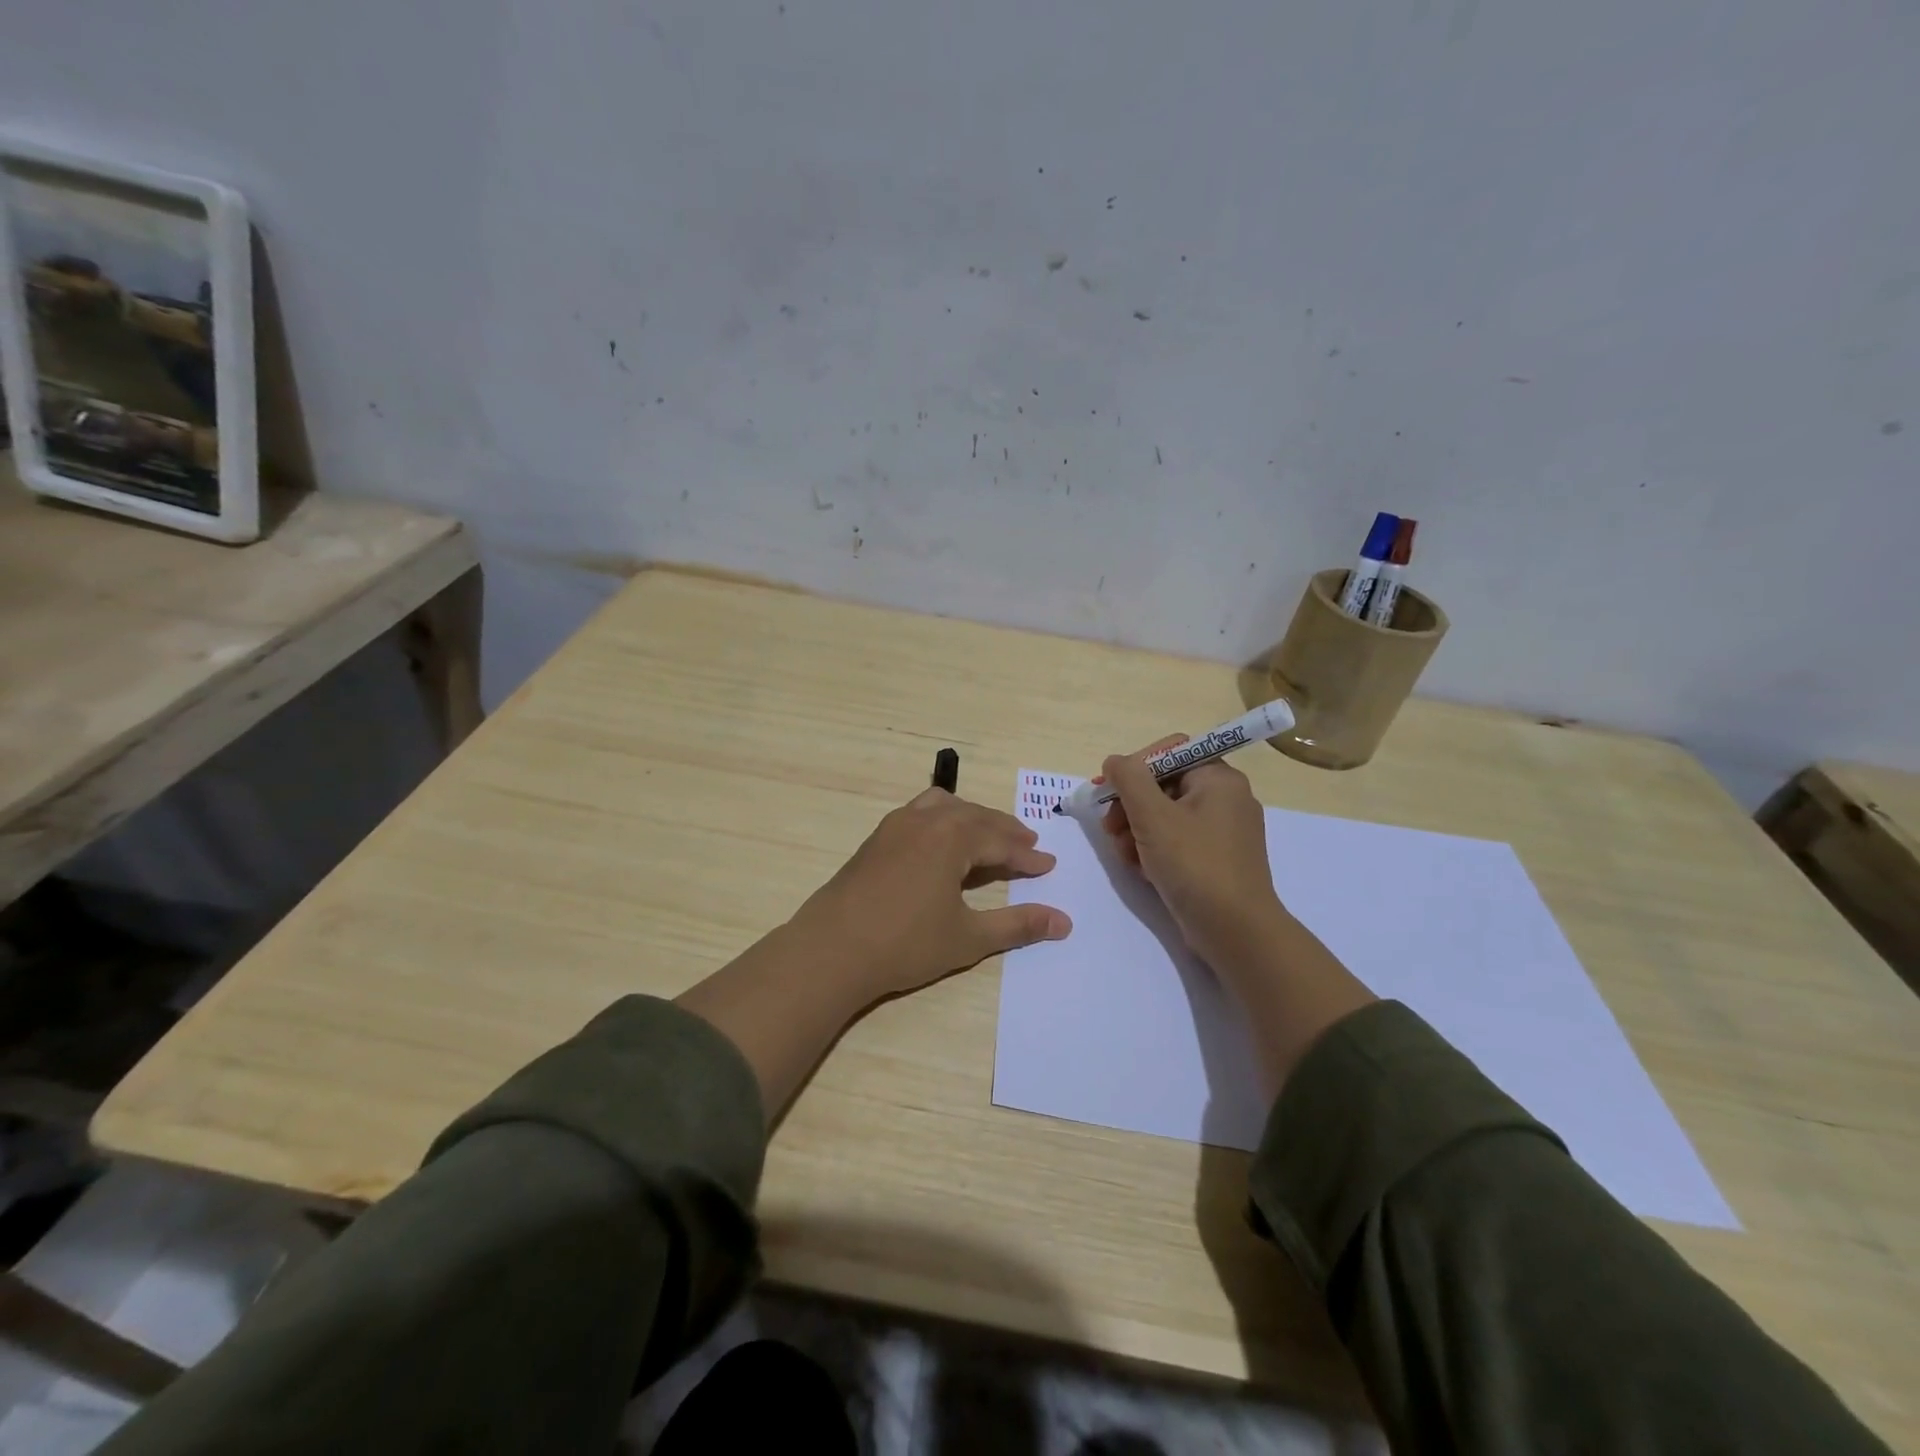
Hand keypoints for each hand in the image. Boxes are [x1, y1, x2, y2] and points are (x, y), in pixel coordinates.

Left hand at [786, 788, 1072, 1003]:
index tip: (1048, 866)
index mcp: (952, 837)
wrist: (831, 949)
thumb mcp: (968, 937)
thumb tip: (1064, 922)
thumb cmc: (906, 944)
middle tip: (1027, 845)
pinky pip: (920, 814)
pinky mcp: (876, 839)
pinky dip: (943, 821)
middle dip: (1004, 831)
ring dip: (972, 819)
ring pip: (944, 807)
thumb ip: (1018, 925)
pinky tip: (942, 842)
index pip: (1001, 841)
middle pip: (975, 817)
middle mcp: (926, 820)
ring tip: (989, 835)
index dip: (1027, 857)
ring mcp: (896, 826)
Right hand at [1099, 738, 1287, 971]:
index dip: (1135, 767)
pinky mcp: (1216, 860)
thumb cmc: (1194, 864)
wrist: (1235, 931)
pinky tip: (1140, 869)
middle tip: (1110, 828)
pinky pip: (1177, 841)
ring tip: (1123, 854)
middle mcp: (1226, 798)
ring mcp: (1223, 832)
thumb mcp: (1153, 816)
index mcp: (1219, 779)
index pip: (1171, 752)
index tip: (1109, 791)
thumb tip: (1115, 761)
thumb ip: (1129, 779)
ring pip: (1166, 816)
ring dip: (1136, 830)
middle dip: (1131, 806)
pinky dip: (1154, 850)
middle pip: (1164, 785)